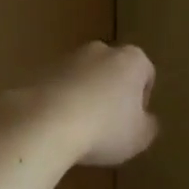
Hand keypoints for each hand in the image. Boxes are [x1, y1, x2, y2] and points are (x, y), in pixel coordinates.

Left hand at [0, 42, 159, 167]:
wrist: (44, 123)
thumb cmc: (104, 128)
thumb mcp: (139, 137)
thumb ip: (149, 126)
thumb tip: (147, 120)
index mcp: (132, 59)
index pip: (146, 74)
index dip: (142, 99)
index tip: (133, 121)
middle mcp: (101, 50)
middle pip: (113, 70)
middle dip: (112, 92)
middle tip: (109, 124)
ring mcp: (68, 57)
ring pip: (84, 76)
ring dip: (85, 96)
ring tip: (79, 129)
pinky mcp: (40, 70)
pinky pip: (58, 87)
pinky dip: (60, 101)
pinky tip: (57, 126)